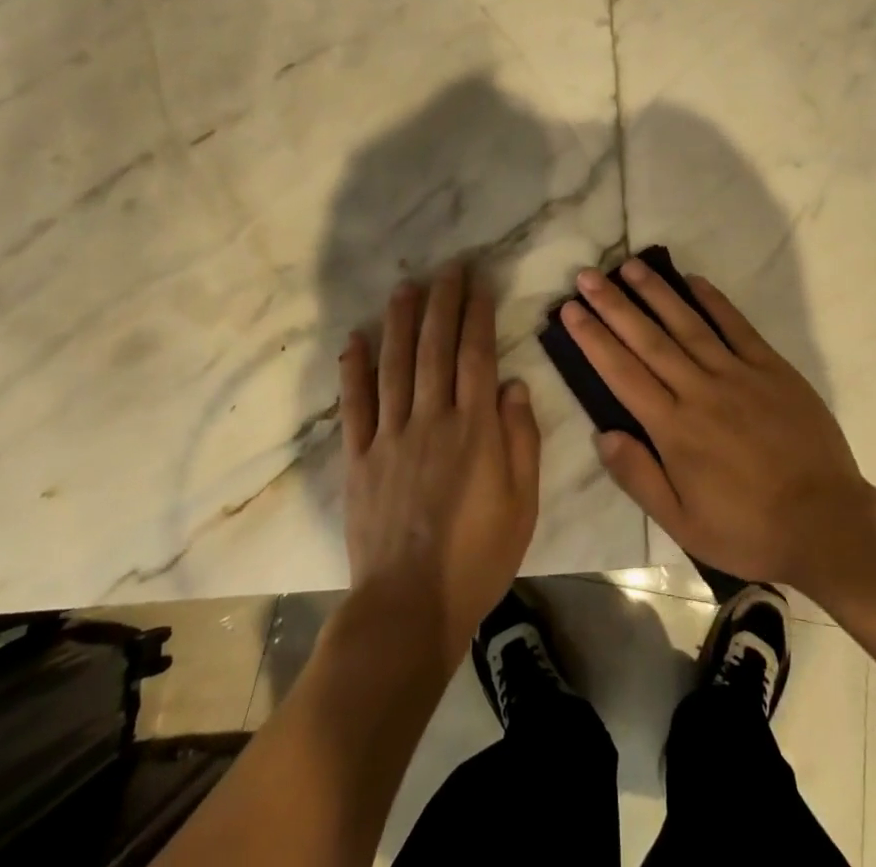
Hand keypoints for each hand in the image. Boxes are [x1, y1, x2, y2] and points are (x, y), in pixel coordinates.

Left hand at [341, 261, 541, 654]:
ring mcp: (391, 436)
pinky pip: (355, 406)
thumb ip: (521, 439)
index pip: (476, 355)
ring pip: (395, 365)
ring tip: (405, 287)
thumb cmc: (478, 556)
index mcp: (474, 428)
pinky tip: (355, 340)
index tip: (478, 283)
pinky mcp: (360, 458)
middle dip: (442, 303)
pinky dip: (353, 370)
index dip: (477, 315)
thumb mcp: (522, 502)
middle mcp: (431, 419)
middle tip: (446, 268)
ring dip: (400, 322)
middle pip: (435, 348)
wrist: (410, 606)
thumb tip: (512, 384)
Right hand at [561, 259, 875, 605]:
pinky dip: (715, 301)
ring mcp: (738, 375)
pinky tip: (694, 280)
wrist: (827, 523)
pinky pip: (738, 327)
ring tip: (630, 266)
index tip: (571, 310)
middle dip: (614, 305)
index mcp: (674, 429)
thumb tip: (602, 434)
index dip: (593, 339)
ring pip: (688, 324)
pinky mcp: (772, 369)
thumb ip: (639, 477)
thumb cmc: (748, 529)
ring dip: (657, 293)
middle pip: (648, 340)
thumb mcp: (683, 524)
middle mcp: (700, 391)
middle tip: (588, 275)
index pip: (622, 373)